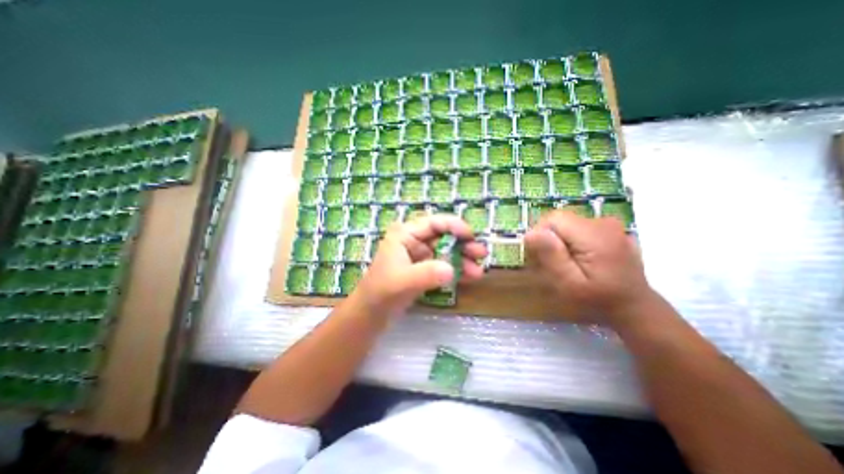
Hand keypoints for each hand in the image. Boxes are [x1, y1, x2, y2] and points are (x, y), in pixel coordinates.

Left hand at [353, 215, 488, 317]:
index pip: (434, 223)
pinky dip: (456, 270)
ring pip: (445, 251)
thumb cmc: (382, 292)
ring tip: (478, 271)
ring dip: (462, 259)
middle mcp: (413, 241)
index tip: (472, 237)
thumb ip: (426, 274)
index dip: (454, 226)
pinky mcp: (423, 269)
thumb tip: (451, 269)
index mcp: (405, 234)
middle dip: (463, 244)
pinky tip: (469, 277)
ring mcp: (418, 255)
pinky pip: (443, 265)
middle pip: (443, 237)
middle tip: (481, 254)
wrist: (371, 313)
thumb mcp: (403, 281)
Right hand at [526, 211, 655, 324]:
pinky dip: (572, 241)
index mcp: (594, 234)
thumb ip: (551, 256)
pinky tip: (580, 259)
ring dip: (560, 241)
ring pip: (568, 224)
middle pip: (560, 220)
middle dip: (550, 239)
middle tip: (554, 263)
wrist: (635, 309)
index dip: (540, 235)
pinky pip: (579, 228)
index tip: (541, 257)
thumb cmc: (598, 300)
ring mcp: (609, 225)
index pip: (553, 219)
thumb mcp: (569, 284)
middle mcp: (603, 223)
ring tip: (567, 263)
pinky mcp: (610, 230)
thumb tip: (531, 234)